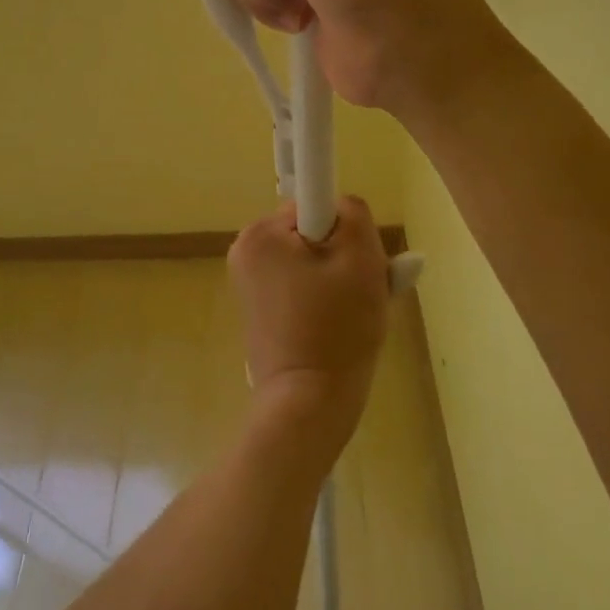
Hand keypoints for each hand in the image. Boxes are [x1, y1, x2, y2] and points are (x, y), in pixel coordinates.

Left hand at [227, 197, 390, 448]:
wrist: (308, 404)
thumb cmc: (337, 328)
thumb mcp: (361, 259)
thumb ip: (354, 214)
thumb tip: (341, 207)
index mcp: (260, 233)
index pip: (315, 205)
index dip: (344, 230)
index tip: (355, 263)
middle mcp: (245, 250)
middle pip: (312, 233)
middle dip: (342, 256)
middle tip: (364, 291)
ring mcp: (247, 282)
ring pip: (309, 260)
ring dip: (336, 278)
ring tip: (353, 313)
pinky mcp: (257, 309)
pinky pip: (298, 286)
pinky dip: (321, 298)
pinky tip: (337, 326)